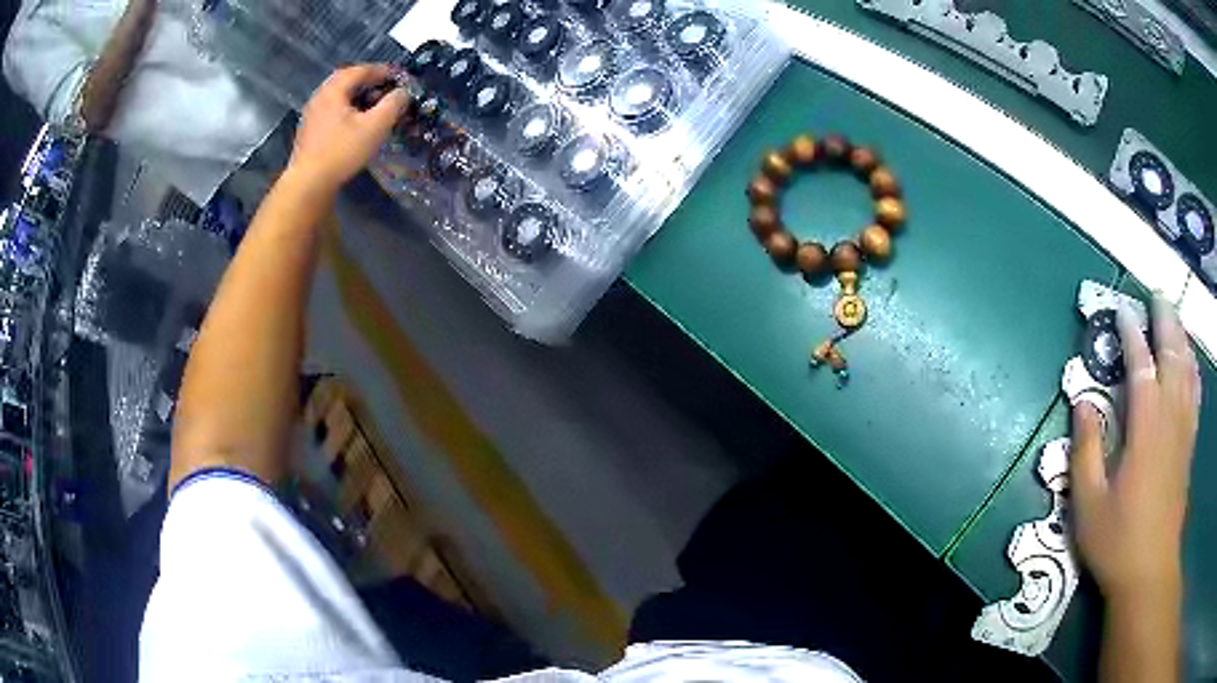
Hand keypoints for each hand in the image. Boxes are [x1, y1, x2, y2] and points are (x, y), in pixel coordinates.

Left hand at [287, 65, 409, 194]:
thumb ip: (393, 104)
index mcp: (334, 90)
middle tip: (387, 88)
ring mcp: (311, 114)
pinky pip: (332, 111)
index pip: (361, 70)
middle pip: (347, 81)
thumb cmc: (342, 151)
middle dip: (369, 82)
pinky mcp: (309, 131)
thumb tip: (403, 92)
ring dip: (358, 97)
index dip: (383, 70)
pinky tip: (357, 123)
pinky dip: (348, 110)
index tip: (399, 76)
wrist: (308, 183)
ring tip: (374, 106)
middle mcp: (320, 97)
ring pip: (339, 97)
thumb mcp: (375, 126)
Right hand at [1071, 296, 1200, 602]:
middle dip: (1165, 321)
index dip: (1131, 333)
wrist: (1150, 572)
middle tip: (1156, 295)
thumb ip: (1086, 451)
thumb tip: (1082, 402)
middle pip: (1172, 355)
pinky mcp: (1189, 445)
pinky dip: (1193, 368)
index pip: (1140, 365)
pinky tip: (1191, 360)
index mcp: (1145, 428)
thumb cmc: (1117, 541)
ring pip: (1188, 369)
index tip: (1121, 309)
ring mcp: (1184, 430)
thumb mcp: (1089, 505)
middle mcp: (1170, 418)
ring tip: (1175, 316)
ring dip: (1181, 337)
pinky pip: (1195, 393)